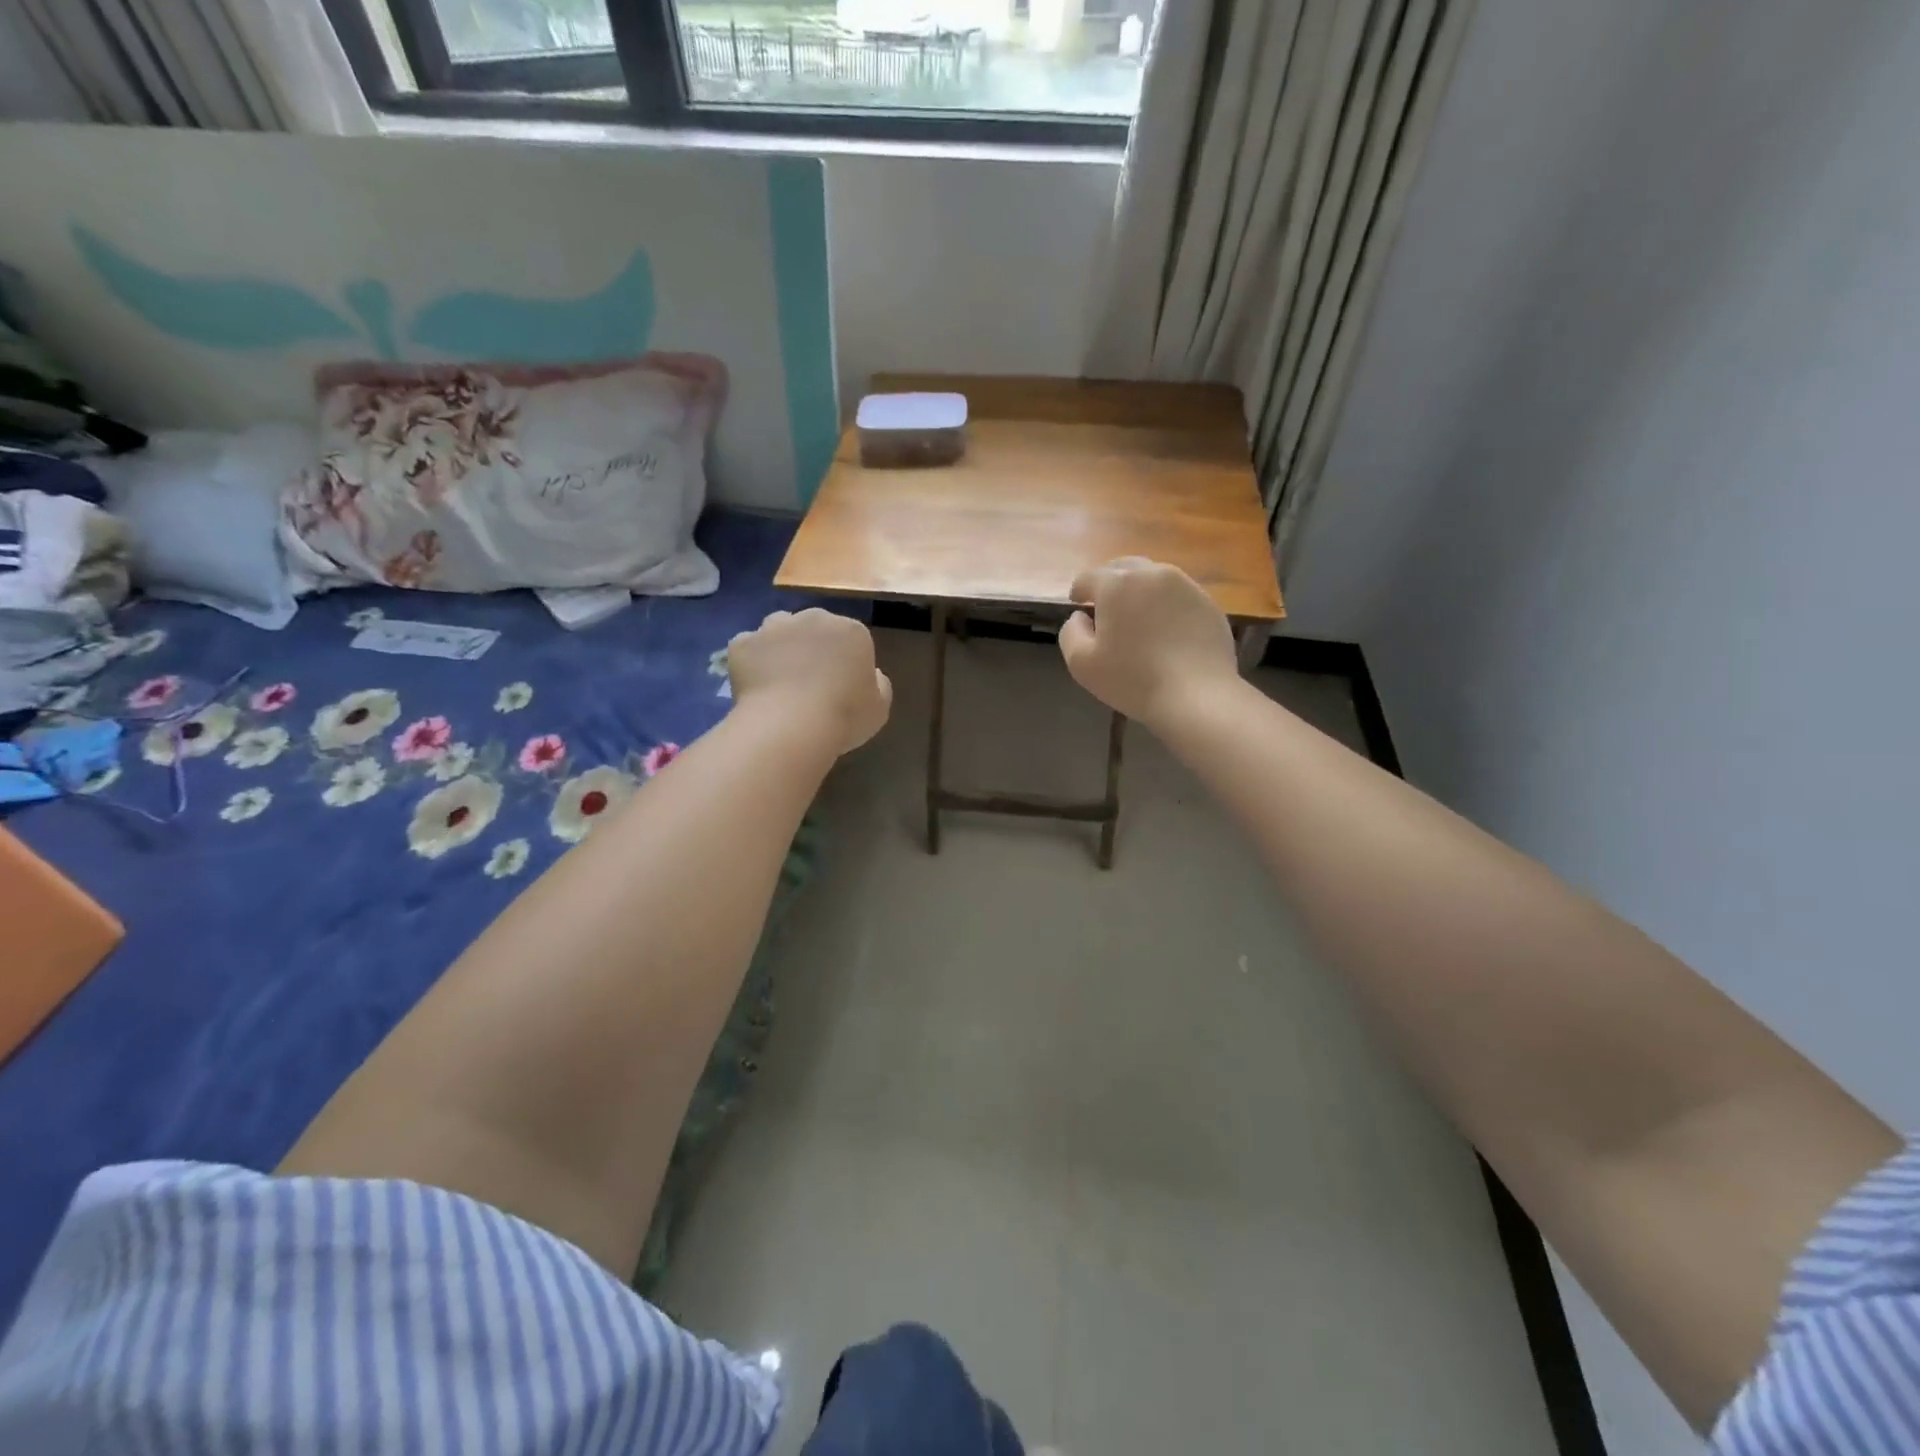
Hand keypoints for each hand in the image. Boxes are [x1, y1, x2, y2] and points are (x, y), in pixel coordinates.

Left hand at [727, 608, 892, 755]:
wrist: (791, 725)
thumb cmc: (844, 717)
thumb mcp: (879, 707)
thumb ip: (878, 684)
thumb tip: (870, 675)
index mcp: (851, 631)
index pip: (850, 638)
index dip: (845, 662)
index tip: (841, 687)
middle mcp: (813, 618)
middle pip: (813, 627)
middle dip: (812, 648)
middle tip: (809, 682)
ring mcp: (774, 628)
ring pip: (777, 629)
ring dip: (780, 647)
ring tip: (779, 680)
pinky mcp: (743, 643)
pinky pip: (748, 648)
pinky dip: (750, 662)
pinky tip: (755, 687)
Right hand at [1060, 558, 1239, 727]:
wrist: (1197, 696)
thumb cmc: (1133, 679)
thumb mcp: (1081, 663)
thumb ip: (1071, 632)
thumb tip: (1080, 617)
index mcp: (1117, 584)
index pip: (1088, 578)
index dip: (1079, 593)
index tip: (1078, 607)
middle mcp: (1152, 574)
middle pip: (1123, 569)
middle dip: (1110, 585)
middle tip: (1107, 610)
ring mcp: (1185, 585)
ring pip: (1153, 579)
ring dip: (1140, 593)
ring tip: (1139, 620)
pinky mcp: (1208, 603)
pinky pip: (1178, 597)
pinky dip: (1167, 607)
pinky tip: (1167, 633)